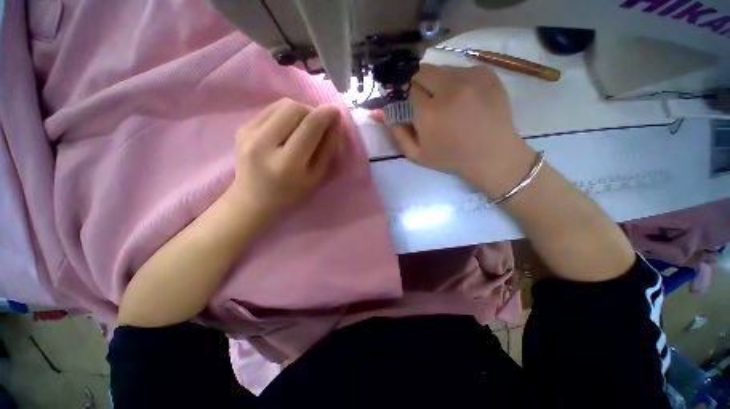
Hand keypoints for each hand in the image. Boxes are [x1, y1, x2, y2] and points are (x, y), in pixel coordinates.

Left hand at [226, 98, 341, 220]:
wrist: (253, 200)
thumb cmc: (291, 193)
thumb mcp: (316, 177)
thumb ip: (328, 148)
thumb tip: (334, 121)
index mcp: (287, 163)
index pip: (310, 126)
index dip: (325, 114)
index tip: (335, 110)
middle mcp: (264, 144)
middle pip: (294, 108)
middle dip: (311, 111)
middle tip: (317, 124)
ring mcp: (248, 133)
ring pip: (282, 104)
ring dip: (299, 111)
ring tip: (302, 127)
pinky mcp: (242, 128)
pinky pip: (270, 109)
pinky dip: (285, 114)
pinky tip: (287, 129)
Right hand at [379, 64, 535, 197]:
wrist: (492, 155)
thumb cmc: (450, 158)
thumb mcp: (417, 154)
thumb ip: (396, 132)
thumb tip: (377, 112)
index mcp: (429, 113)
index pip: (405, 86)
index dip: (400, 91)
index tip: (401, 98)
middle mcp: (449, 89)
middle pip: (420, 71)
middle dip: (415, 83)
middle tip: (421, 100)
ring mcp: (471, 77)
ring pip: (440, 69)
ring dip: (435, 82)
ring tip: (443, 102)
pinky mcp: (486, 72)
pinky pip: (459, 70)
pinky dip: (454, 81)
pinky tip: (461, 99)